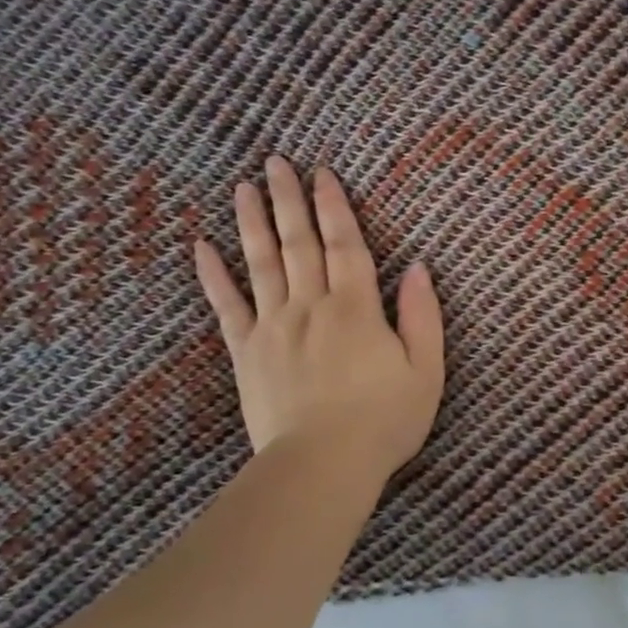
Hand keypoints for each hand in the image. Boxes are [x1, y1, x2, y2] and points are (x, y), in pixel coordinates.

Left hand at [193, 157, 444, 490]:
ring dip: (252, 223)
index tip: (322, 173)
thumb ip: (423, 316)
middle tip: (275, 162)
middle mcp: (311, 306)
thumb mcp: (426, 370)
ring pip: (261, 264)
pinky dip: (213, 276)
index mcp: (356, 308)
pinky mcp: (247, 353)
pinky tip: (202, 246)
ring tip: (243, 187)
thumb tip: (419, 267)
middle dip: (289, 200)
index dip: (335, 206)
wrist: (323, 465)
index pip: (345, 245)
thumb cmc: (384, 421)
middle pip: (299, 243)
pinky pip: (227, 307)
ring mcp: (274, 327)